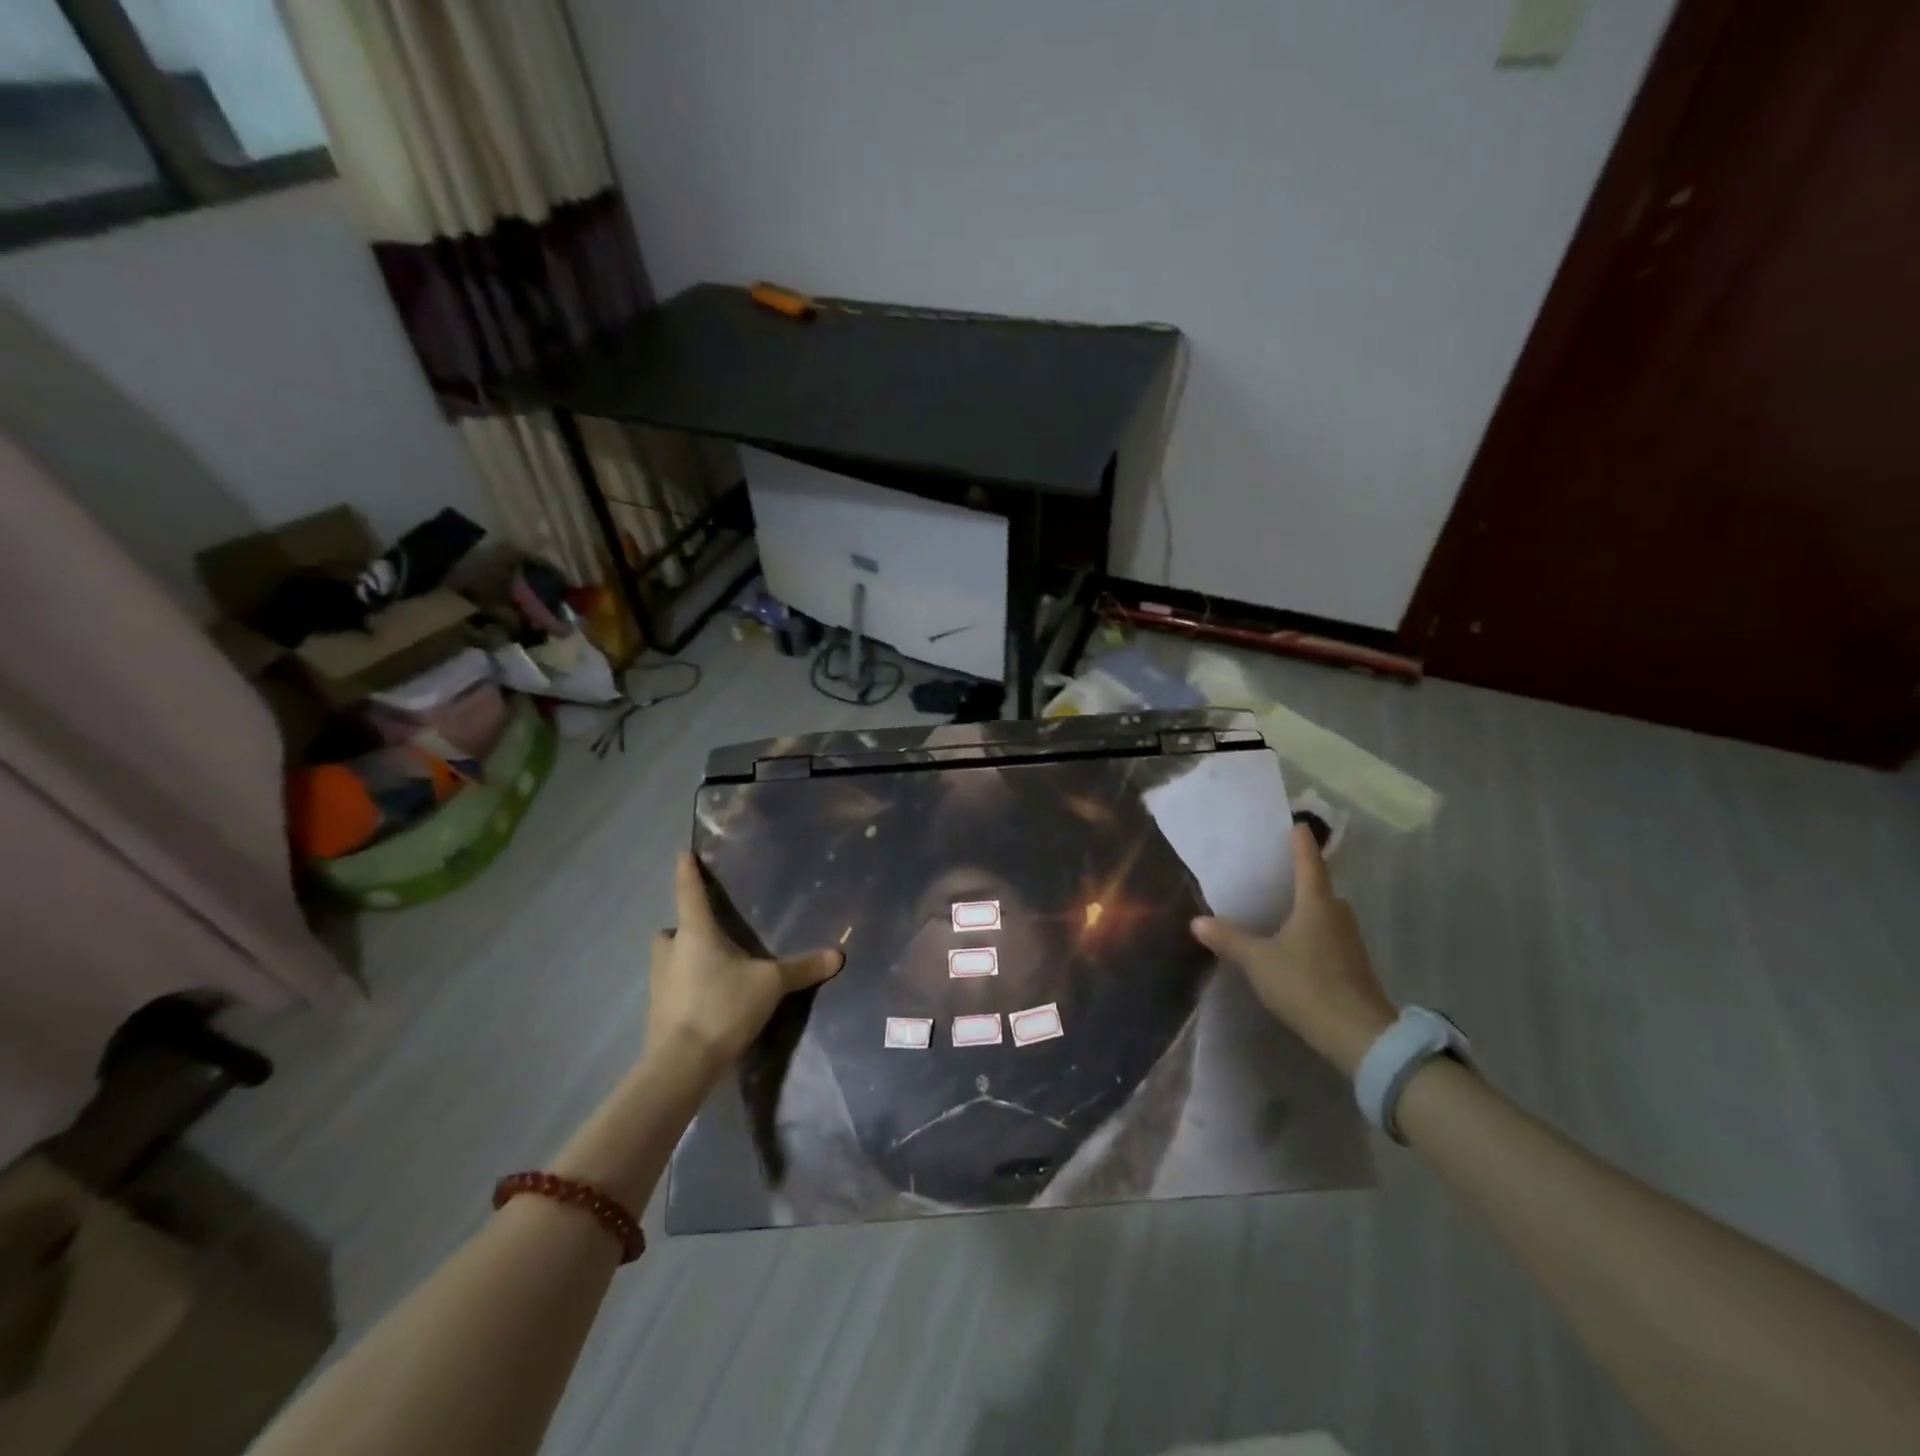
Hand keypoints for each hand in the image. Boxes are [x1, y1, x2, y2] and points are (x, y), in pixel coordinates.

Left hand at [641, 853, 843, 1085]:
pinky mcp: (657, 1012)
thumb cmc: (724, 1006)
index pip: (689, 892)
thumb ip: (802, 968)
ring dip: (684, 959)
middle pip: (672, 929)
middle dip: (686, 928)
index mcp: (696, 933)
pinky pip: (671, 988)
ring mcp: (659, 983)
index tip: (683, 854)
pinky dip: (685, 989)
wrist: (682, 1064)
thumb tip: (838, 955)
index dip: (687, 872)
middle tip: (710, 935)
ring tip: (713, 970)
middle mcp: (671, 951)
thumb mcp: (771, 985)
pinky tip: (707, 1002)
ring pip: (669, 960)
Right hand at [1190, 824, 1396, 1077]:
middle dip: (1301, 875)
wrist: (1361, 1037)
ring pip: (1325, 911)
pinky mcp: (1354, 964)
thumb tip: (1198, 921)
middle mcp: (1337, 913)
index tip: (1295, 824)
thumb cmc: (1307, 985)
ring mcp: (1350, 940)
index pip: (1309, 860)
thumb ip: (1229, 939)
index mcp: (1316, 902)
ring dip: (1306, 905)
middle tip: (1275, 868)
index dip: (1301, 841)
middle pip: (1320, 885)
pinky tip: (1294, 942)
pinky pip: (1329, 933)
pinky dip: (1312, 930)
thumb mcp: (1259, 962)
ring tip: (1279, 905)